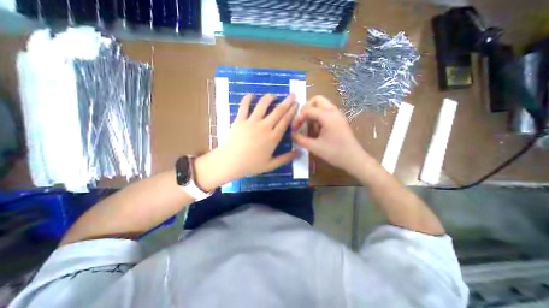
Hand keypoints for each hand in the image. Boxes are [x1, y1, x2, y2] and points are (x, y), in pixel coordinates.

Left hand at [215, 93, 299, 179]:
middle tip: (292, 94)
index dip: (292, 111)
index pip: (285, 121)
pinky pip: (244, 106)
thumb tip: (300, 153)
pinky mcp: (240, 120)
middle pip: (278, 111)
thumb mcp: (271, 165)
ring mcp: (251, 122)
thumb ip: (286, 158)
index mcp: (273, 138)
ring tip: (274, 95)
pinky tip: (251, 95)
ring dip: (269, 98)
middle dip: (287, 102)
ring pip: (262, 105)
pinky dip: (247, 99)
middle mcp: (264, 127)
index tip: (296, 104)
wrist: (230, 162)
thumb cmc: (251, 165)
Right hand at [291, 95, 367, 173]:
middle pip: (317, 100)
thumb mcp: (315, 147)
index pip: (308, 110)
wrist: (354, 159)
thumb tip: (291, 134)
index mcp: (327, 116)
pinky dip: (318, 116)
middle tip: (300, 120)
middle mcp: (333, 111)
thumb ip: (300, 139)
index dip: (298, 118)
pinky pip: (326, 112)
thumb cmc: (335, 153)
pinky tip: (316, 129)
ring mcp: (338, 115)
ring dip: (312, 112)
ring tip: (307, 125)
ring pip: (322, 105)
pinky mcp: (339, 120)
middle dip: (306, 108)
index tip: (294, 128)